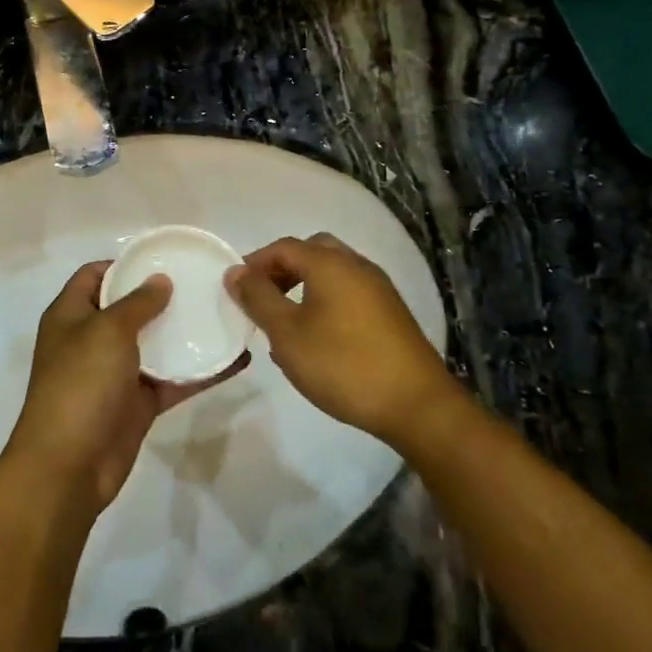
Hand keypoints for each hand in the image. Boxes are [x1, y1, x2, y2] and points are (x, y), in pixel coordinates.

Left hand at [5, 263, 250, 517]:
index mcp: (71, 315)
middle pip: (129, 308)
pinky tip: (235, 360)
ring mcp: (115, 374)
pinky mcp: (138, 404)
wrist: (68, 467)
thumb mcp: (107, 331)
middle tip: (203, 283)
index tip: (163, 258)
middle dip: (162, 296)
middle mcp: (91, 340)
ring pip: (155, 345)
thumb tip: (160, 280)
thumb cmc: (80, 384)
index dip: (124, 263)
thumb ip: (137, 303)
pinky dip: (200, 372)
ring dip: (185, 333)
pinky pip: (172, 380)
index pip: (95, 275)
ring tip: (224, 313)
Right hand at [226, 234, 454, 445]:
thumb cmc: (343, 364)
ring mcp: (379, 288)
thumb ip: (258, 298)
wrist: (416, 404)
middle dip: (282, 270)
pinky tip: (319, 337)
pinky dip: (326, 301)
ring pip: (332, 272)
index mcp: (330, 263)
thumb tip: (234, 272)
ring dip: (304, 286)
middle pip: (311, 252)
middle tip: (263, 299)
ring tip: (286, 322)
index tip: (236, 290)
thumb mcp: (287, 334)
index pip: (283, 247)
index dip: (255, 264)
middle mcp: (356, 265)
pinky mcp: (391, 313)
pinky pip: (349, 292)